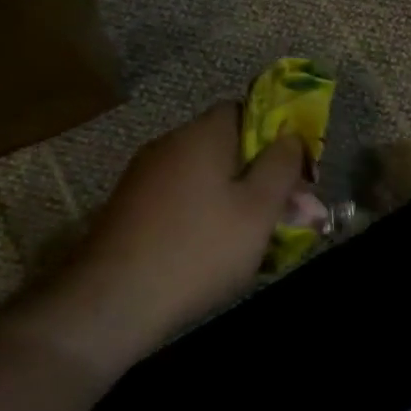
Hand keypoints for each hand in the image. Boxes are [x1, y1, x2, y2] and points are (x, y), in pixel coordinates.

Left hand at [42, 102, 308, 373]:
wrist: (113, 300)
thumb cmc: (199, 248)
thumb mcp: (258, 209)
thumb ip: (282, 166)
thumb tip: (291, 137)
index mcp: (203, 134)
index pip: (247, 110)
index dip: (278, 136)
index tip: (297, 173)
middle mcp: (170, 144)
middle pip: (228, 147)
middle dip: (261, 177)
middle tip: (288, 216)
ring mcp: (144, 177)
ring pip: (205, 178)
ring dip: (235, 200)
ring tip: (258, 242)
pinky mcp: (129, 208)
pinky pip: (181, 200)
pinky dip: (204, 216)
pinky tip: (215, 252)